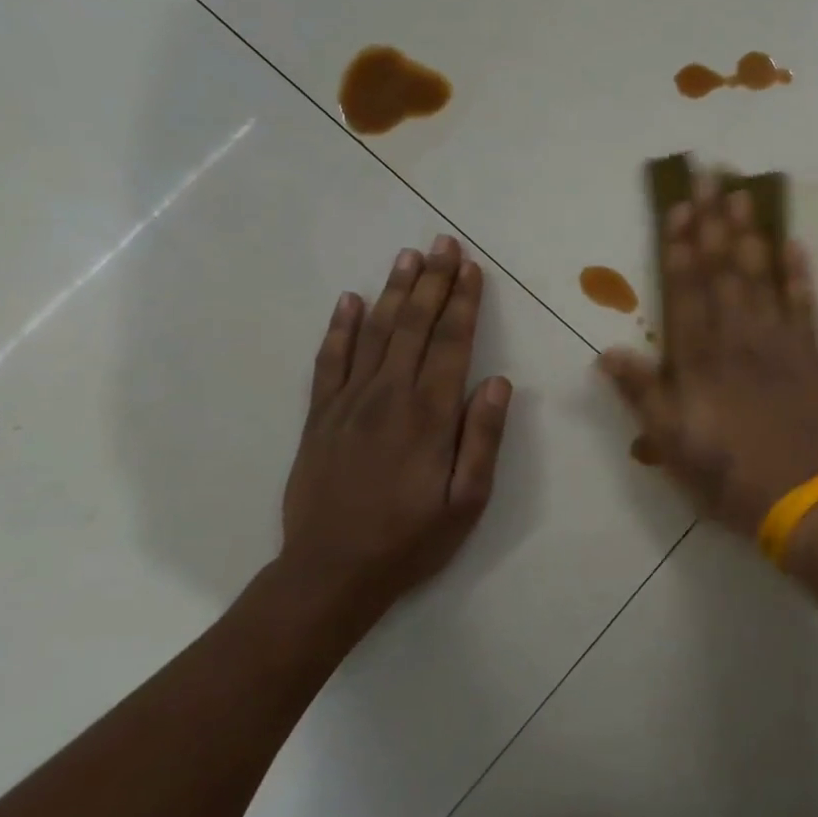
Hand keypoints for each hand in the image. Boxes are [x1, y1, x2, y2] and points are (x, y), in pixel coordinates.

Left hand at [279, 236, 512, 636]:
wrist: (330, 572)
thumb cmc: (411, 539)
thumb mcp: (466, 501)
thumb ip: (482, 438)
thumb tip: (498, 382)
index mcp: (429, 414)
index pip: (451, 343)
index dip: (463, 303)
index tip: (472, 268)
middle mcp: (388, 396)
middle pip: (414, 326)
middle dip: (433, 282)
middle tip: (443, 244)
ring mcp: (348, 403)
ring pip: (374, 333)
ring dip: (393, 292)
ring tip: (408, 257)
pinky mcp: (319, 416)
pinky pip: (330, 360)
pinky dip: (340, 327)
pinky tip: (350, 301)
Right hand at [598, 172, 817, 538]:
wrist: (802, 499)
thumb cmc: (727, 475)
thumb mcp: (671, 445)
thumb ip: (642, 395)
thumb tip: (608, 351)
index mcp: (700, 359)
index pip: (687, 290)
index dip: (681, 247)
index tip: (679, 208)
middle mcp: (739, 338)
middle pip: (723, 270)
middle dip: (714, 221)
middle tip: (710, 176)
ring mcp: (780, 342)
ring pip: (762, 277)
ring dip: (752, 234)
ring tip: (743, 194)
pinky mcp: (812, 355)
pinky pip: (806, 305)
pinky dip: (800, 274)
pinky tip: (794, 244)